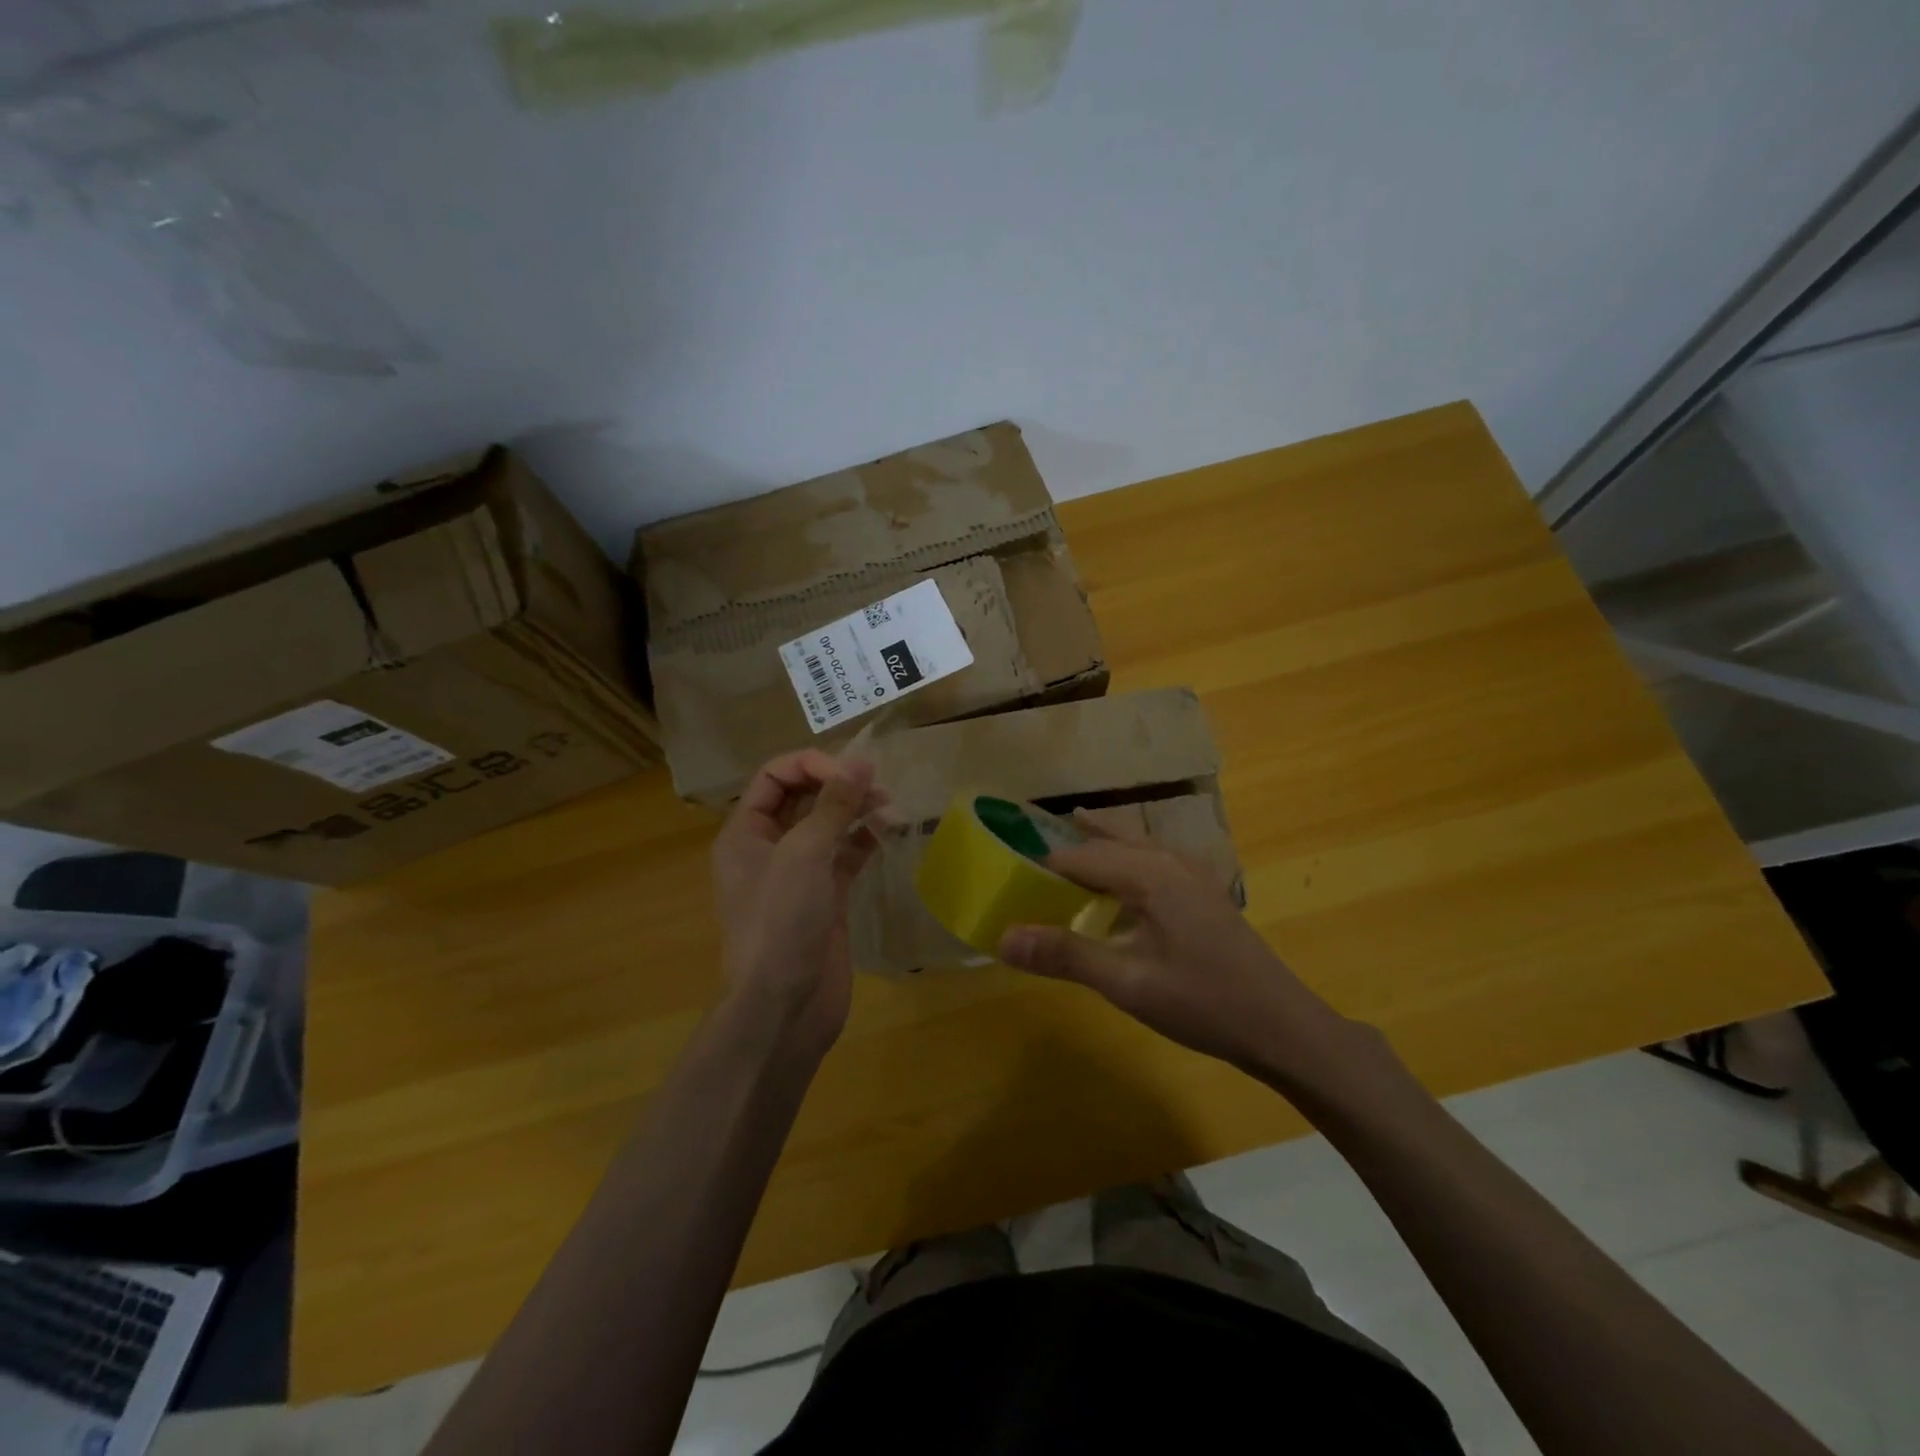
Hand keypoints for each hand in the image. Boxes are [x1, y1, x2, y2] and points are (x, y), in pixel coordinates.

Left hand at [711, 750, 885, 1054]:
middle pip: (803, 798)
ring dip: (856, 811)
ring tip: (890, 807)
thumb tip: (862, 762)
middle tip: (879, 786)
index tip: (851, 771)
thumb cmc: (781, 922)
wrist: (784, 1007)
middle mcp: (768, 848)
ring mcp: (798, 874)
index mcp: (745, 833)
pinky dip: (864, 841)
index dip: (811, 764)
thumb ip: (834, 806)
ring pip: (827, 826)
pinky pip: (844, 856)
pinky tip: (889, 832)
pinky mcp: (825, 897)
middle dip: (838, 785)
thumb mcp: (804, 855)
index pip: (775, 776)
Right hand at [997, 820, 1380, 1096]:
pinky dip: (1125, 858)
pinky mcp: (1205, 890)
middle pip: (1106, 841)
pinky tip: (1119, 880)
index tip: (1008, 882)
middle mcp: (1170, 860)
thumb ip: (1065, 955)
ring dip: (1099, 844)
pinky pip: (1153, 859)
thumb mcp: (1128, 983)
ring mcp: (1193, 872)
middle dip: (1068, 847)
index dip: (1040, 867)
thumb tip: (1002, 938)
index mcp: (1149, 873)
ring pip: (1133, 844)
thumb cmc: (1203, 1003)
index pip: (1079, 856)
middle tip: (1028, 854)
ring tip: (1069, 834)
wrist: (1283, 1026)